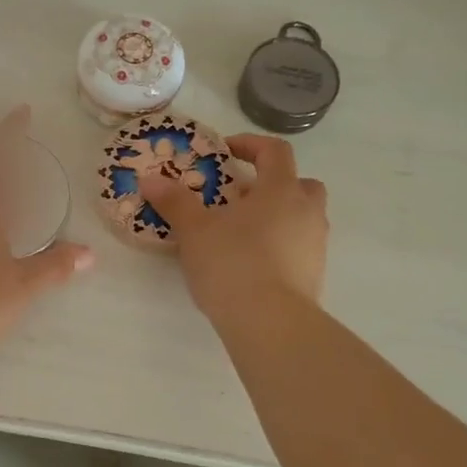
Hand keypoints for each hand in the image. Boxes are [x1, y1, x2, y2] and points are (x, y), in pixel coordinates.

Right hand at [138, 134, 326, 323]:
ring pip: (302, 216)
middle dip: (273, 183)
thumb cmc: (232, 264)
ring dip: (278, 215)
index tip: (226, 150)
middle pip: (300, 183)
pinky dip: (280, 245)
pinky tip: (253, 263)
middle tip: (241, 195)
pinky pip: (299, 246)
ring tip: (242, 232)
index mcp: (281, 190)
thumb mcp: (194, 231)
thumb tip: (150, 179)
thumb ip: (175, 202)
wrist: (269, 322)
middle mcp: (306, 211)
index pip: (275, 151)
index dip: (251, 144)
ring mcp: (315, 244)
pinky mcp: (314, 274)